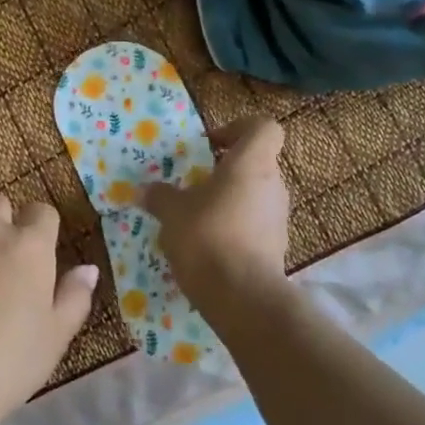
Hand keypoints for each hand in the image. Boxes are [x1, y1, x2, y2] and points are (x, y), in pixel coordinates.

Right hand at [140, 117, 290, 312]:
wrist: (242, 297)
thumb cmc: (207, 236)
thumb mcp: (172, 212)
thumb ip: (159, 196)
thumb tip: (145, 190)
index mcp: (251, 163)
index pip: (263, 128)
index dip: (239, 129)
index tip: (211, 145)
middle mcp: (272, 185)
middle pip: (255, 163)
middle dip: (226, 171)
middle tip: (195, 184)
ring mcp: (279, 218)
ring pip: (254, 195)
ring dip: (229, 201)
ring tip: (196, 218)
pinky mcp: (277, 247)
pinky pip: (255, 225)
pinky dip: (235, 228)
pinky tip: (208, 246)